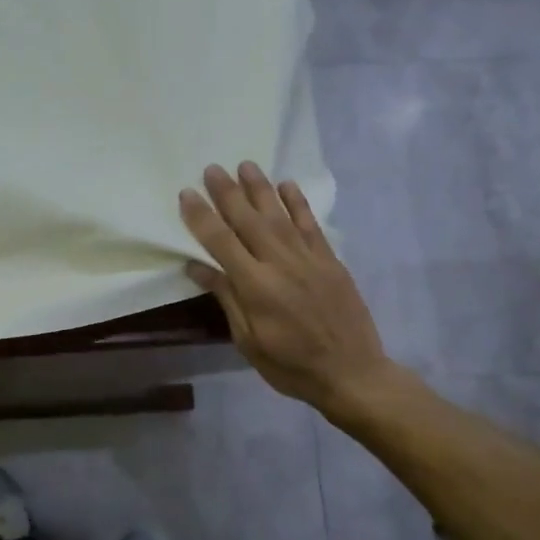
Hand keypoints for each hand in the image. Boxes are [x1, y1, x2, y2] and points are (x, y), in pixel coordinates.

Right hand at [179, 163, 403, 424]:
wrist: (353, 374)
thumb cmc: (291, 366)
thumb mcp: (248, 341)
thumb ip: (227, 299)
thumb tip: (197, 267)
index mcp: (256, 287)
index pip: (221, 243)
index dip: (202, 217)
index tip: (186, 194)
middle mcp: (281, 264)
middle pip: (249, 221)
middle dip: (228, 193)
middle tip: (212, 168)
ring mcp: (309, 260)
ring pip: (280, 215)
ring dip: (260, 189)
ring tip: (245, 165)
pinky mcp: (331, 261)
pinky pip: (311, 225)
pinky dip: (298, 204)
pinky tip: (287, 186)